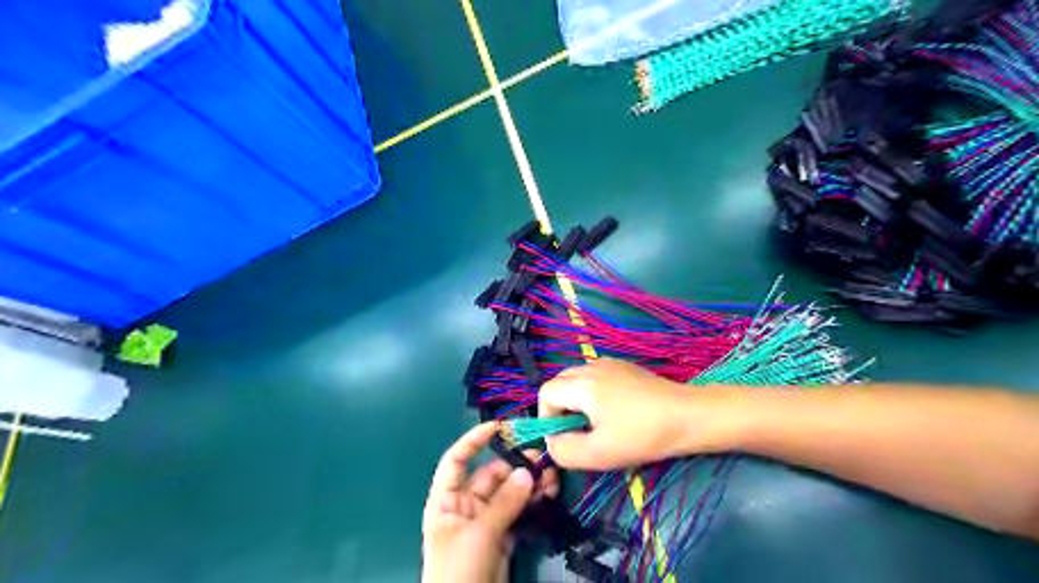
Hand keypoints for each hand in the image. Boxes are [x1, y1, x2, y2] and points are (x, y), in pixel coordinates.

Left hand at [421, 423, 558, 581]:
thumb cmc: (458, 571)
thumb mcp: (479, 534)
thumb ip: (504, 502)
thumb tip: (528, 472)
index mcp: (446, 501)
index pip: (456, 460)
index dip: (473, 441)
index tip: (498, 426)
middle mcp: (465, 506)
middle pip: (490, 476)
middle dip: (516, 465)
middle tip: (543, 457)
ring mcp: (485, 522)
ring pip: (509, 494)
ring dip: (529, 483)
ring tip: (552, 475)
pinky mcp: (502, 537)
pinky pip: (518, 512)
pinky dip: (533, 502)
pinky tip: (549, 493)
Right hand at [536, 358, 738, 470]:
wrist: (688, 416)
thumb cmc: (642, 435)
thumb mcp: (599, 453)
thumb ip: (564, 450)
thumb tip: (551, 442)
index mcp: (581, 384)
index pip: (545, 392)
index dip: (546, 417)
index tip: (564, 438)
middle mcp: (591, 366)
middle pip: (559, 383)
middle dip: (560, 408)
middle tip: (579, 432)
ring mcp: (610, 364)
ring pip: (577, 379)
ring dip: (577, 401)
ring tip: (597, 424)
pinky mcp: (625, 367)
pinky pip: (595, 377)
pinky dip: (592, 393)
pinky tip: (615, 412)